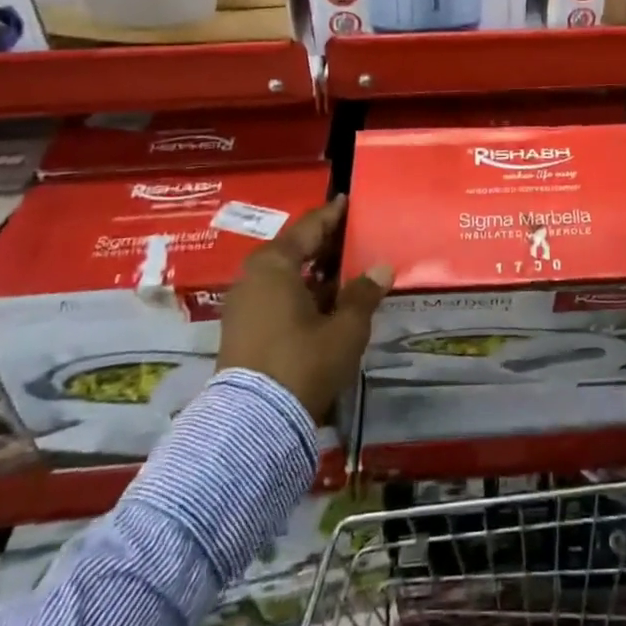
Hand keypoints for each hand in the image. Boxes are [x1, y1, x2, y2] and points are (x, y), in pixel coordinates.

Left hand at [217, 196, 393, 420]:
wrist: (253, 424)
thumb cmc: (303, 361)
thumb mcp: (345, 327)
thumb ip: (364, 294)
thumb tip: (381, 268)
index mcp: (274, 264)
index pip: (310, 226)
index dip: (333, 214)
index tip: (349, 201)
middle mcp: (253, 277)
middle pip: (295, 249)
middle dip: (326, 245)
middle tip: (356, 237)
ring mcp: (244, 305)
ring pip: (287, 276)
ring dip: (316, 273)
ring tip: (349, 270)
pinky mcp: (243, 331)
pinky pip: (278, 297)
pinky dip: (303, 293)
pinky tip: (329, 302)